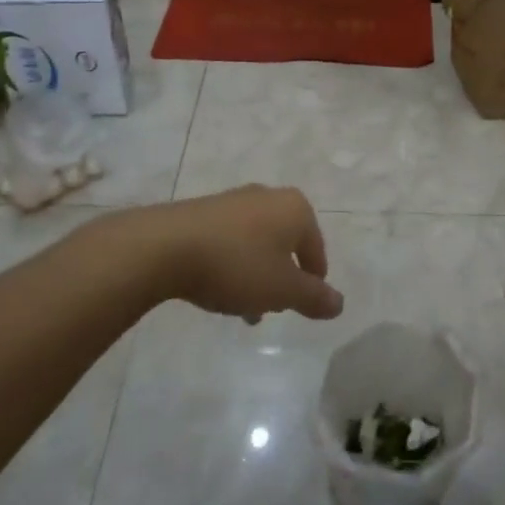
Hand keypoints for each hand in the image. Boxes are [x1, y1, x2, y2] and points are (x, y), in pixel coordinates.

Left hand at [132, 186, 343, 322]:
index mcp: (296, 209)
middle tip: (270, 308)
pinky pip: (230, 240)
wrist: (165, 246)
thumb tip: (339, 303)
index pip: (316, 249)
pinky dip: (231, 263)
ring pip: (257, 243)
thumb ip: (314, 298)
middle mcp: (268, 196)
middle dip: (281, 278)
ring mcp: (234, 200)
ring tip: (239, 306)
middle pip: (286, 244)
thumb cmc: (236, 266)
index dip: (313, 281)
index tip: (300, 306)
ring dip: (255, 274)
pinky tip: (215, 286)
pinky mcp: (203, 210)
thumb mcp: (282, 290)